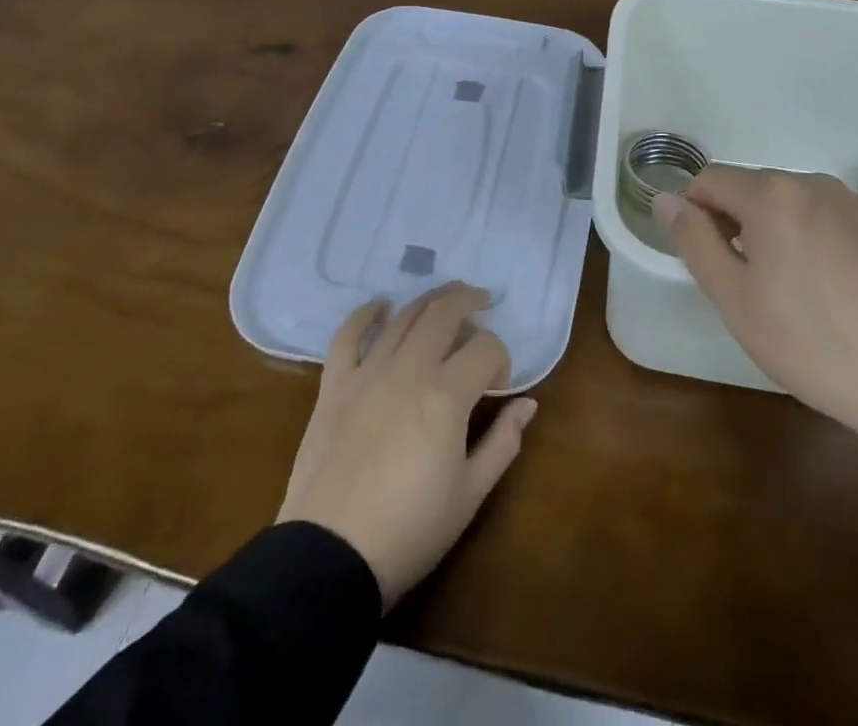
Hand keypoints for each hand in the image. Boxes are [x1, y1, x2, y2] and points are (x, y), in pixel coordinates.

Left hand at [276, 283, 537, 609]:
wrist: (329, 558)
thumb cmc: (409, 531)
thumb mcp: (470, 494)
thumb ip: (503, 442)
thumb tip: (528, 404)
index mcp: (447, 394)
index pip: (486, 348)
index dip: (501, 358)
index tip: (499, 384)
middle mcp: (409, 369)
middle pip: (444, 313)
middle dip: (468, 301)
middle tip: (482, 301)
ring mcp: (368, 373)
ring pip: (403, 317)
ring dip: (428, 301)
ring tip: (445, 299)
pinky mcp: (334, 386)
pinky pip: (348, 336)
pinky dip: (365, 314)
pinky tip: (380, 305)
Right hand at [654, 168, 857, 504]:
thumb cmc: (814, 344)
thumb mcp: (736, 299)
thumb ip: (694, 241)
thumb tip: (666, 199)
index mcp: (773, 195)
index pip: (711, 179)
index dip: (694, 212)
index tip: (704, 257)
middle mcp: (815, 184)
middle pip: (755, 189)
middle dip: (738, 223)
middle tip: (747, 284)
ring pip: (795, 205)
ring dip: (778, 233)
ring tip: (794, 294)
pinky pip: (833, 222)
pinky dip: (818, 243)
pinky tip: (838, 296)